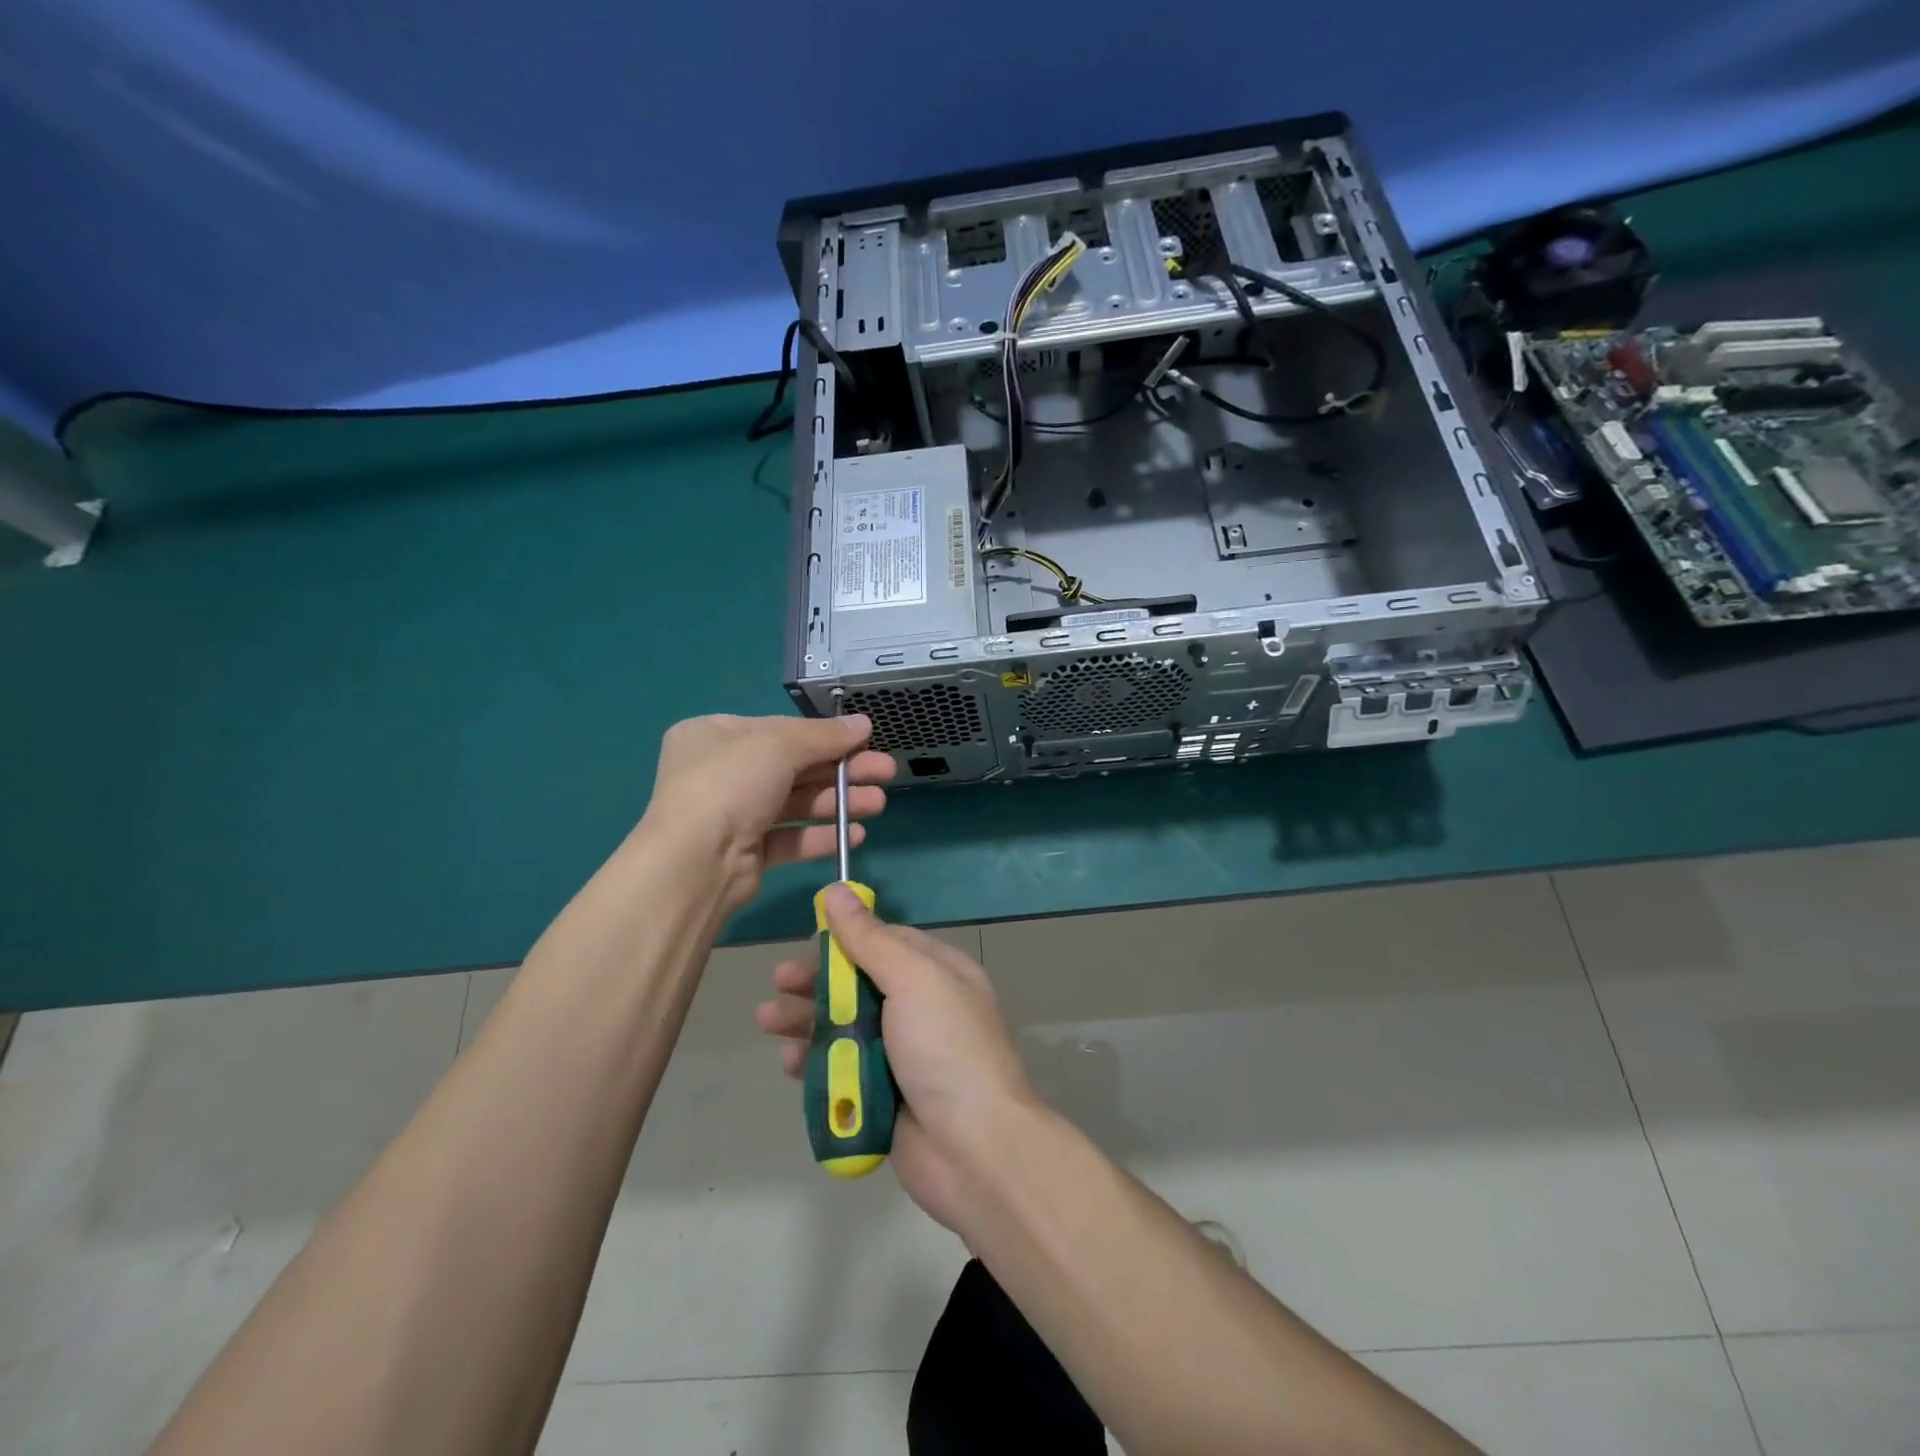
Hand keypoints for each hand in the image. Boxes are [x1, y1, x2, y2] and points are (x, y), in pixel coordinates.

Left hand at [639, 714, 895, 913]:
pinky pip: (790, 837)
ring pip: (796, 803)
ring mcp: (733, 814)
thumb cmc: (730, 784)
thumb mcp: (779, 745)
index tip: (866, 741)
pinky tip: (854, 835)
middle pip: (794, 767)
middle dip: (842, 770)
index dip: (826, 736)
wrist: (696, 862)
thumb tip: (864, 724)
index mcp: (715, 735)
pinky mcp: (746, 852)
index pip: (780, 730)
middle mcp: (721, 772)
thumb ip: (824, 736)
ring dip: (839, 802)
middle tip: (886, 773)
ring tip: (879, 804)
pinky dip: (821, 835)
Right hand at [755, 884, 1034, 1231]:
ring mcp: (903, 1056)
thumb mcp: (912, 980)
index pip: (888, 942)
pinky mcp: (883, 1097)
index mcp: (940, 974)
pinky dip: (816, 1063)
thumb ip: (870, 939)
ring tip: (768, 1020)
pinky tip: (790, 1063)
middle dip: (817, 981)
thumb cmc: (946, 1049)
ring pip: (845, 1027)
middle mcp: (923, 1009)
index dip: (848, 939)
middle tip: (778, 982)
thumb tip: (837, 890)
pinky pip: (843, 1070)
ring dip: (806, 1021)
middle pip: (860, 984)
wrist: (975, 1150)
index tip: (810, 939)